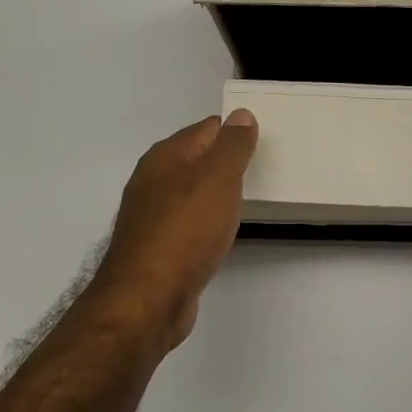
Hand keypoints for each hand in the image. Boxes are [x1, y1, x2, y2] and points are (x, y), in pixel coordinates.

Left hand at [93, 110, 258, 349]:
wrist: (148, 297)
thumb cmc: (186, 230)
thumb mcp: (218, 178)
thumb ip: (232, 145)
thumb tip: (241, 114)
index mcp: (165, 156)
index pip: (207, 129)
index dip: (235, 132)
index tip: (263, 143)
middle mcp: (152, 180)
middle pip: (196, 159)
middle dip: (225, 161)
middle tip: (260, 170)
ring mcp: (151, 215)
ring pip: (190, 191)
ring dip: (214, 192)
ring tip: (245, 200)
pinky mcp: (156, 246)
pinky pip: (187, 221)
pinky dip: (205, 220)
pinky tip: (219, 232)